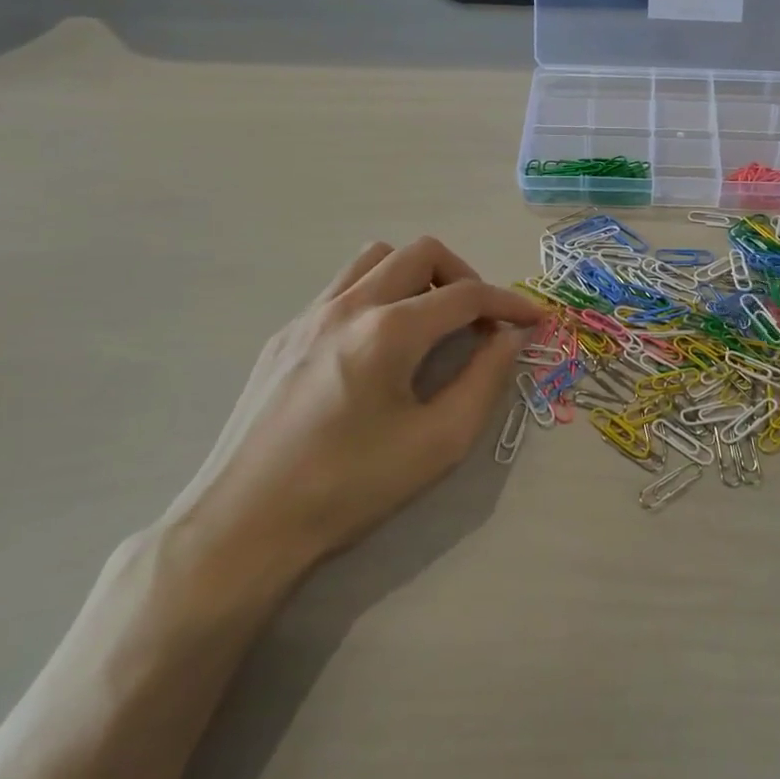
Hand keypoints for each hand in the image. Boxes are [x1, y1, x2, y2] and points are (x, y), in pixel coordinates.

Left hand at [161, 237, 543, 585]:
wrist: (245, 525)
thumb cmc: (350, 488)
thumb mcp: (439, 443)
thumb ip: (486, 381)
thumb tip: (510, 339)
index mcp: (388, 331)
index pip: (466, 295)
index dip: (509, 303)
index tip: (534, 319)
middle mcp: (348, 306)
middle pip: (421, 253)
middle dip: (464, 277)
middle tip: (479, 320)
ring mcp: (308, 315)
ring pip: (375, 259)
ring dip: (416, 276)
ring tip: (430, 322)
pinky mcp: (283, 335)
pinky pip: (342, 288)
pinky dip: (378, 295)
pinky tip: (379, 347)